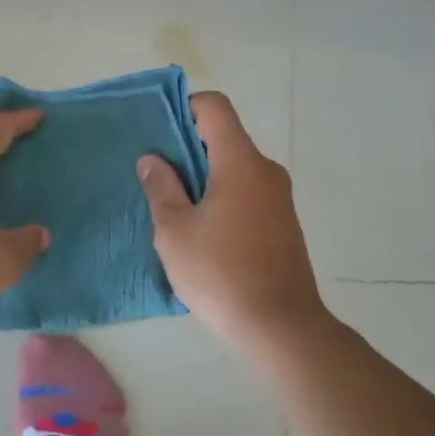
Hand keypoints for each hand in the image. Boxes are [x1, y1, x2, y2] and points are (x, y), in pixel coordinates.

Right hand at [137, 92, 330, 351]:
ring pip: (234, 169)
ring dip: (203, 178)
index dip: (184, 107)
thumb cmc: (221, 273)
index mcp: (240, 162)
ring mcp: (278, 198)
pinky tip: (200, 232)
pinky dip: (221, 198)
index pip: (215, 107)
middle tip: (153, 174)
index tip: (158, 133)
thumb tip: (152, 159)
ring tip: (171, 207)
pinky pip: (246, 194)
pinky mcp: (282, 224)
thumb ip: (161, 187)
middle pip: (224, 138)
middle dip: (186, 149)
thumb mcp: (175, 231)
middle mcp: (265, 170)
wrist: (281, 328)